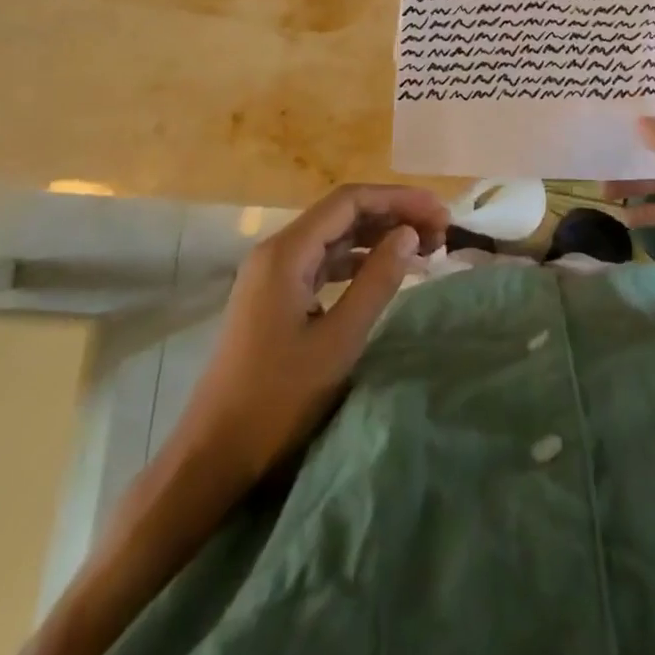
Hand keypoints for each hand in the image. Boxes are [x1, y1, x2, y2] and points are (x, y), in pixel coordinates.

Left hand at [168, 183, 448, 487]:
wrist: (213, 455)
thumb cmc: (276, 399)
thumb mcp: (338, 341)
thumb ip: (377, 281)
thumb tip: (409, 234)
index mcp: (286, 252)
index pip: (350, 201)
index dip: (399, 199)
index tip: (441, 212)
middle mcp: (277, 251)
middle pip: (343, 213)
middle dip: (393, 215)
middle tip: (441, 231)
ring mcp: (274, 274)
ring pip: (336, 236)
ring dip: (379, 236)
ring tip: (424, 247)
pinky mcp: (276, 296)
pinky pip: (325, 261)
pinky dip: (360, 260)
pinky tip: (388, 271)